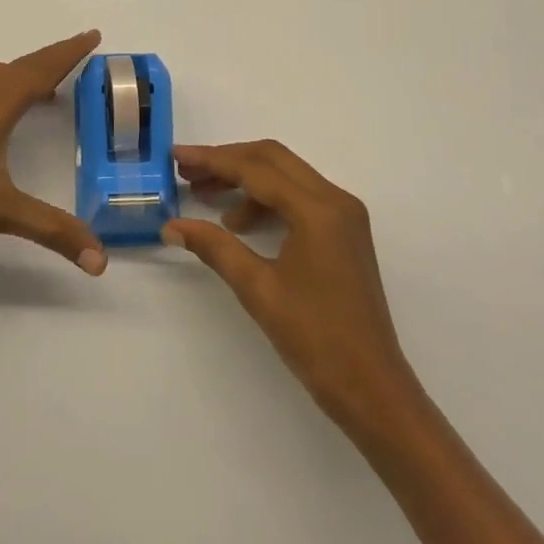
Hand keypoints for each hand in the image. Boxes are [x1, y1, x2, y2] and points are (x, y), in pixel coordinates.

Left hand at [0, 30, 108, 276]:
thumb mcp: (1, 214)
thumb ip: (53, 231)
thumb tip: (100, 261)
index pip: (39, 71)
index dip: (67, 53)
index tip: (91, 35)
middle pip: (17, 67)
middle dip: (49, 59)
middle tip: (77, 55)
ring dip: (19, 73)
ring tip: (41, 89)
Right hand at [164, 141, 416, 428]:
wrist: (371, 387)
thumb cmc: (315, 338)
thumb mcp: (258, 289)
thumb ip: (214, 247)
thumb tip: (171, 226)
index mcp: (318, 209)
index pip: (256, 168)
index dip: (212, 159)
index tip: (176, 156)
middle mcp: (336, 200)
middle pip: (273, 159)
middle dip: (227, 161)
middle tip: (187, 172)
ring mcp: (344, 215)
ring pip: (286, 176)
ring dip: (245, 179)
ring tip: (205, 198)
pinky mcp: (344, 232)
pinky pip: (299, 197)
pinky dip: (266, 200)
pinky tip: (239, 225)